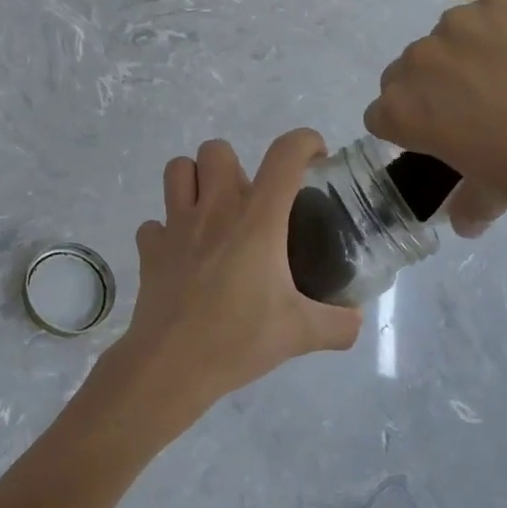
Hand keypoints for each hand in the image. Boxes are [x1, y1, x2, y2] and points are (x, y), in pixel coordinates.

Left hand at [92, 130, 363, 439]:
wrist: (172, 365)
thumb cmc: (239, 340)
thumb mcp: (301, 334)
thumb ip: (339, 324)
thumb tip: (356, 319)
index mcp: (256, 219)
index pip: (284, 156)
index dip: (304, 142)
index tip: (315, 158)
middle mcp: (214, 209)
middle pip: (217, 149)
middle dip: (235, 165)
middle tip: (250, 203)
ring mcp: (175, 225)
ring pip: (177, 170)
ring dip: (195, 181)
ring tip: (211, 213)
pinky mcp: (150, 248)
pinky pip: (154, 223)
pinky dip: (166, 232)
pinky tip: (181, 256)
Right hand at [364, 0, 506, 236]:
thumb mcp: (496, 194)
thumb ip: (469, 201)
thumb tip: (466, 222)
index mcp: (401, 110)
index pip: (384, 113)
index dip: (412, 126)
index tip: (443, 135)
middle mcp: (419, 59)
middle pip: (413, 69)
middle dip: (437, 84)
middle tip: (485, 104)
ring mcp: (463, 21)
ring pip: (456, 35)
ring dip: (476, 51)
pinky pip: (500, 8)